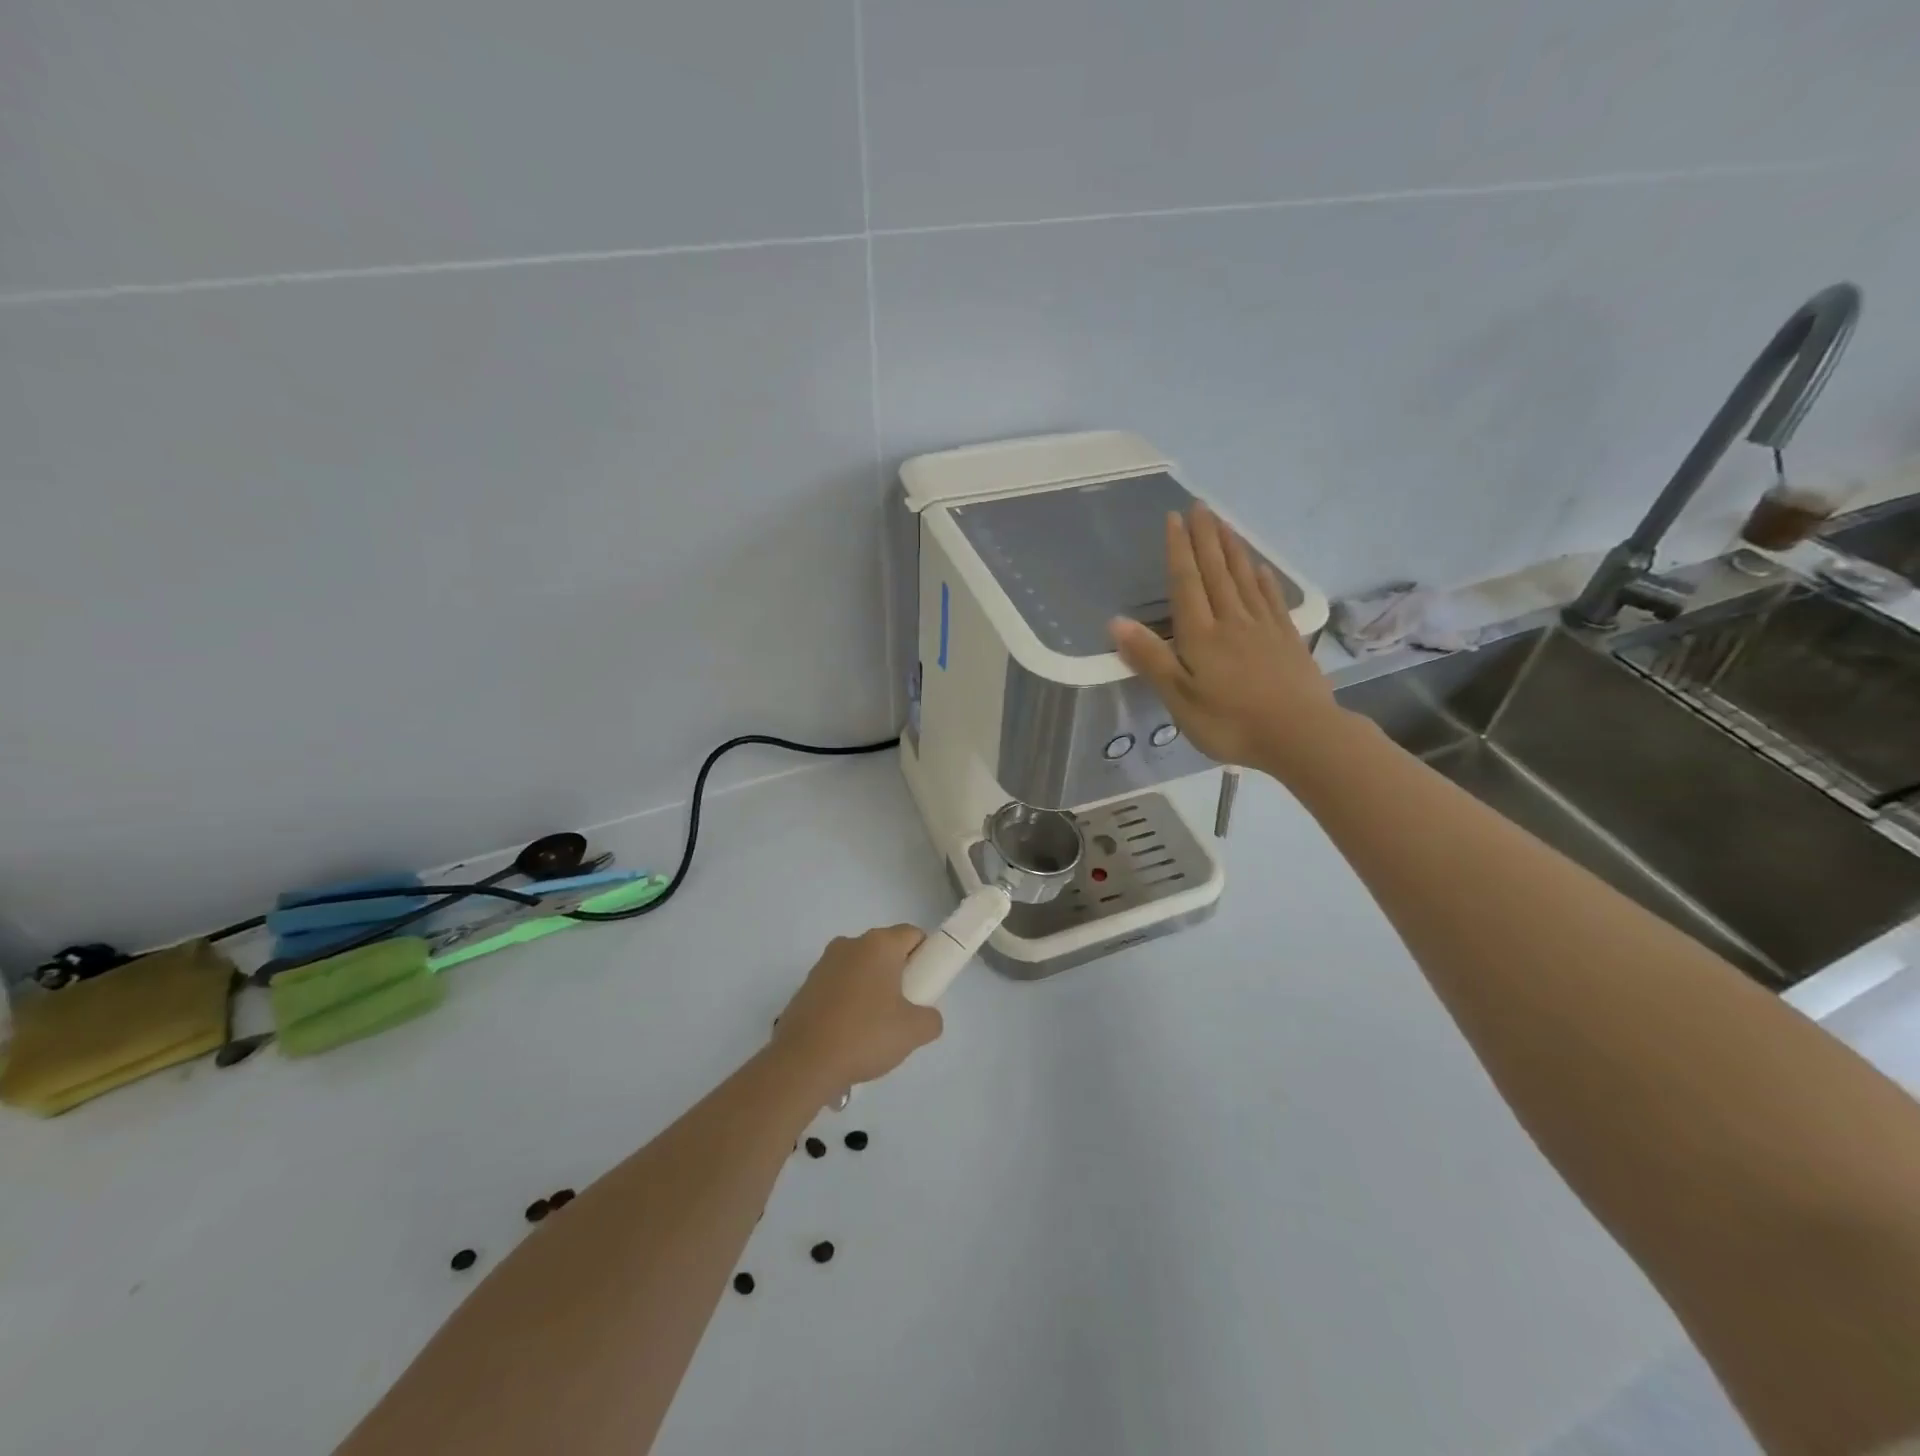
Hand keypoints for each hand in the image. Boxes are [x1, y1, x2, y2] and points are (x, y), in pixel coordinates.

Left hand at [773, 926, 943, 1093]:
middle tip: (903, 1010)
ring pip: (860, 968)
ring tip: (873, 1028)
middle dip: (898, 974)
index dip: (925, 957)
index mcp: (878, 945)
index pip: (912, 935)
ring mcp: (824, 964)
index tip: (925, 986)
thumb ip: (931, 1018)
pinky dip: (847, 1001)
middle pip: (885, 950)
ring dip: (871, 988)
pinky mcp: (805, 986)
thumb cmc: (864, 1036)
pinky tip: (848, 1034)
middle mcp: (850, 944)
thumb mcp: (913, 1031)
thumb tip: (926, 1017)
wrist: (804, 1063)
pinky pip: (838, 986)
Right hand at [1109, 503, 1347, 779]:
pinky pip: (1272, 599)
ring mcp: (1263, 627)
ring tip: (1224, 523)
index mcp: (1201, 636)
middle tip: (1200, 506)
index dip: (1179, 550)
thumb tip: (1116, 622)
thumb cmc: (1231, 723)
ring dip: (1232, 549)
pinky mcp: (1287, 639)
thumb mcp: (1180, 699)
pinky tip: (1260, 567)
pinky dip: (1264, 579)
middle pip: (1216, 572)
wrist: (1301, 736)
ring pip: (1244, 579)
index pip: (1187, 583)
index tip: (1174, 518)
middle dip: (1206, 538)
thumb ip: (1150, 659)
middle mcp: (1232, 621)